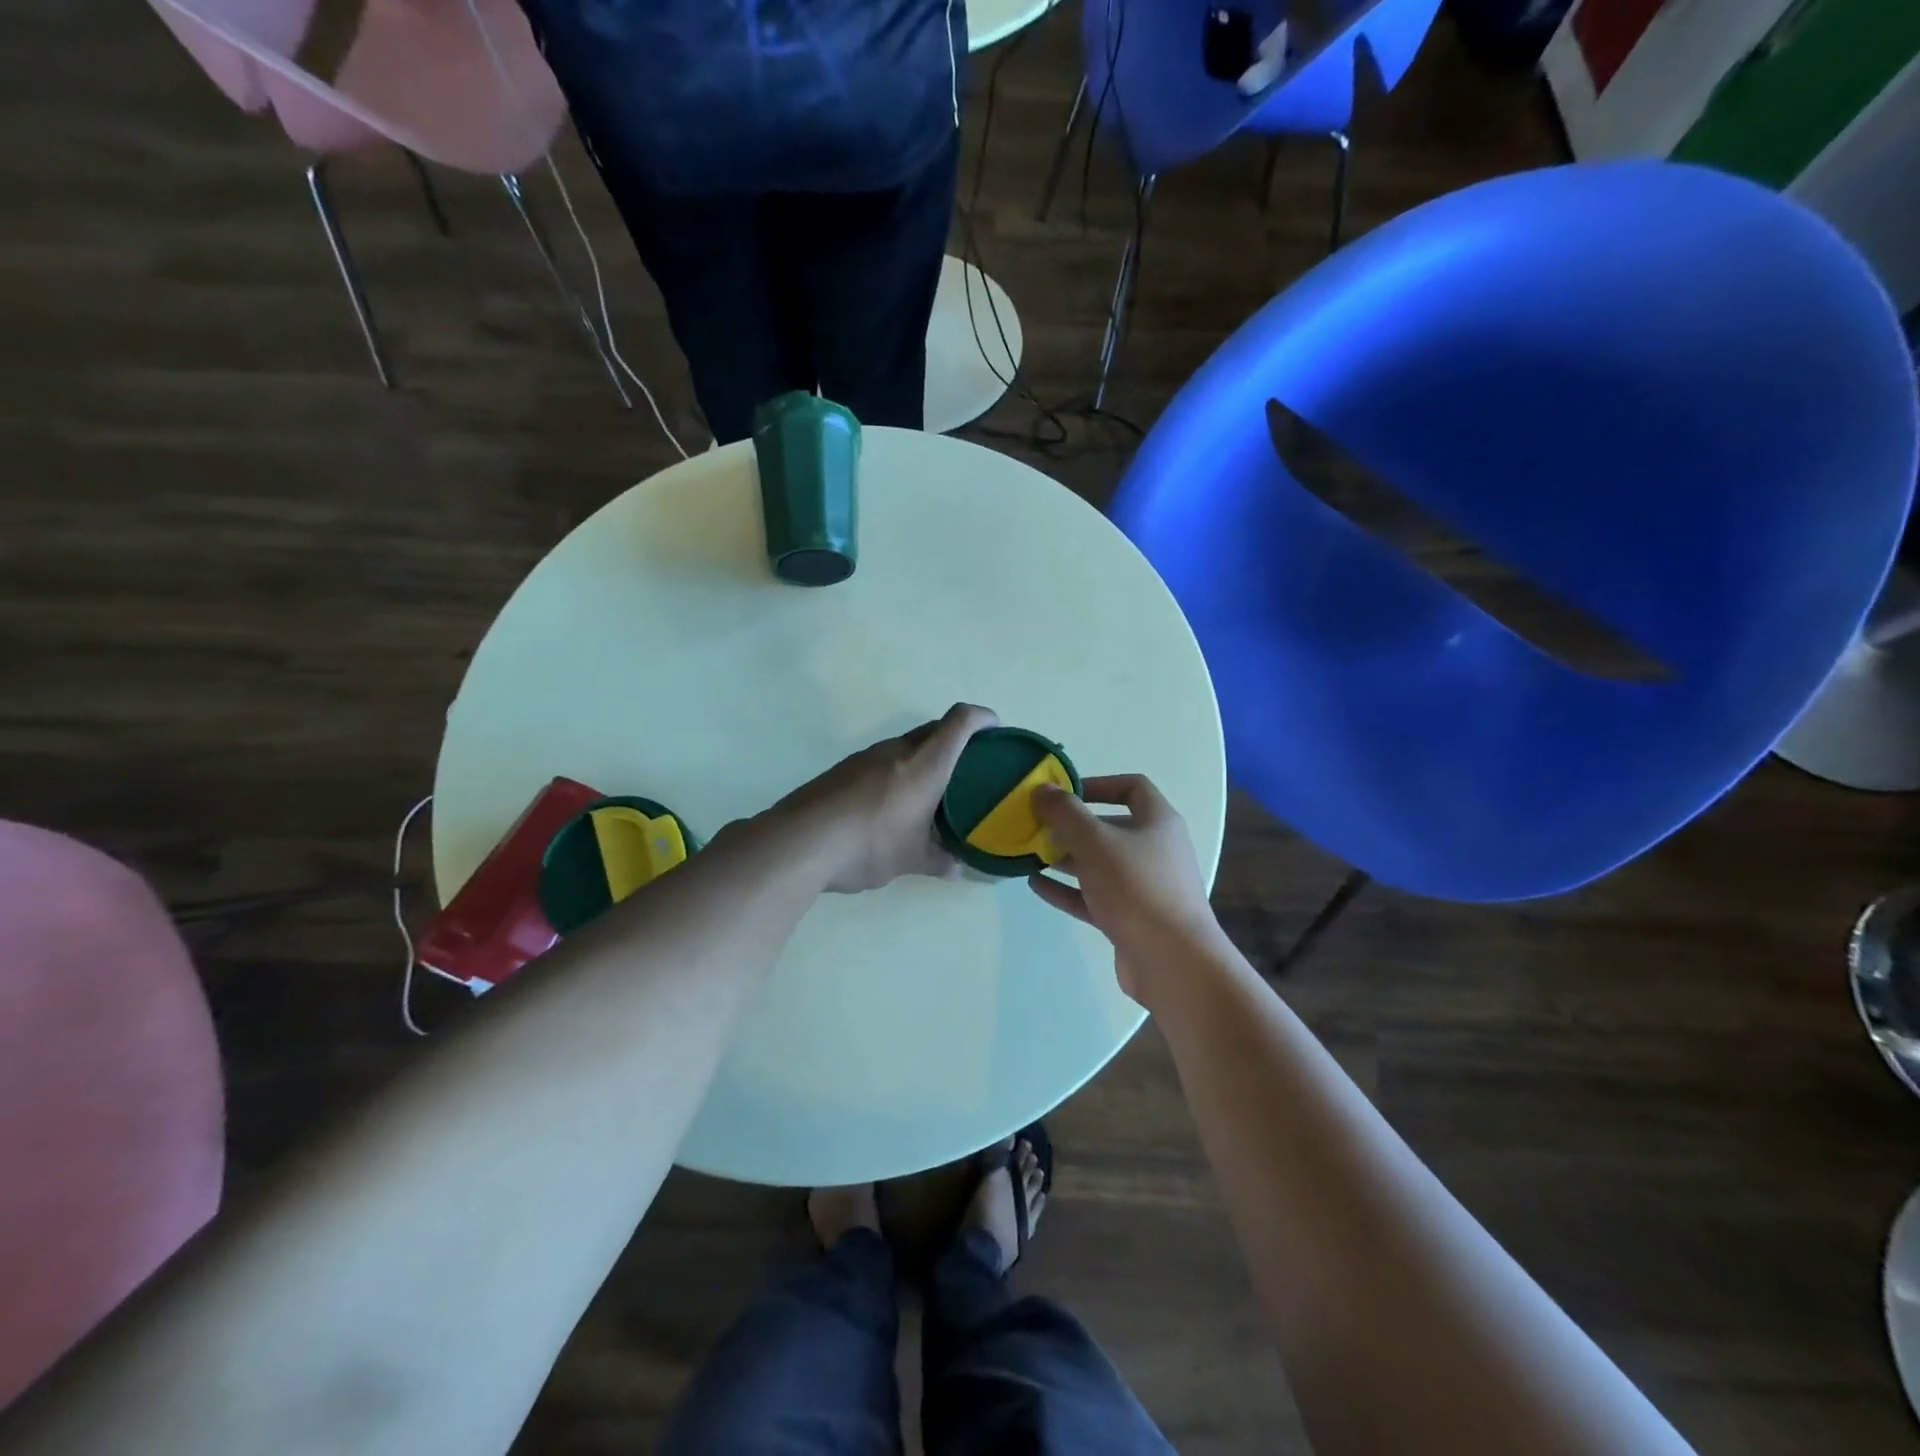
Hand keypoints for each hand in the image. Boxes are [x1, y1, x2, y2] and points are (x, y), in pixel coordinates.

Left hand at [777, 703, 998, 893]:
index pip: (961, 721)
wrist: (800, 842)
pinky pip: (882, 760)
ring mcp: (866, 757)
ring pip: (906, 744)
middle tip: (969, 768)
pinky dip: (897, 771)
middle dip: (956, 739)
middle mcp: (897, 751)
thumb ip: (938, 861)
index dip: (983, 718)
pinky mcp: (843, 769)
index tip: (996, 730)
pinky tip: (892, 803)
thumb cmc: (869, 845)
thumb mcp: (910, 860)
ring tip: (932, 790)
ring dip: (924, 757)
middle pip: (934, 728)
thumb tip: (956, 867)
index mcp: (925, 765)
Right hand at [1028, 775, 1225, 1004]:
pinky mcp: (1131, 919)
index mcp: (1158, 822)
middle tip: (1038, 826)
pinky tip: (1036, 885)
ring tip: (1031, 854)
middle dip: (1073, 826)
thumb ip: (1065, 812)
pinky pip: (1095, 897)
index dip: (1098, 784)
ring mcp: (1144, 887)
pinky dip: (1068, 889)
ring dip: (1067, 858)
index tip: (1064, 792)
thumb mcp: (1095, 841)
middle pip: (1111, 827)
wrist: (1173, 962)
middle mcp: (1155, 850)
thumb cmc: (1136, 888)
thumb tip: (1043, 789)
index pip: (1132, 787)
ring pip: (1101, 864)